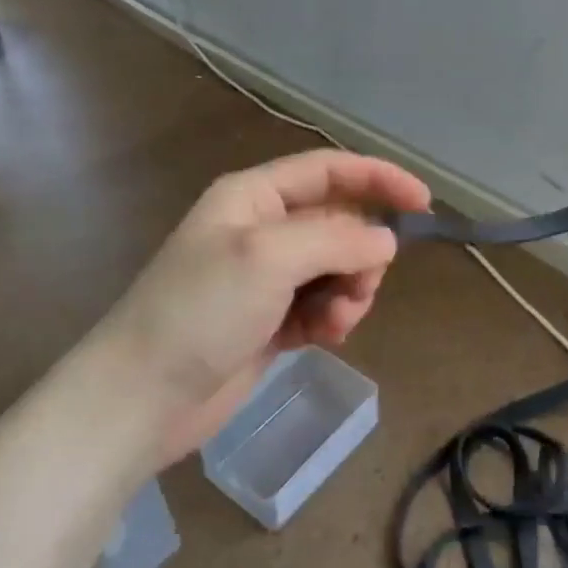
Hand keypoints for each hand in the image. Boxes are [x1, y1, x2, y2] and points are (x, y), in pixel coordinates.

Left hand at [84, 150, 431, 463]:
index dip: (378, 179)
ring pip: (337, 268)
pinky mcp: (270, 319)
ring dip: (349, 292)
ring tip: (334, 323)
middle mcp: (263, 229)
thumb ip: (335, 239)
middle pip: (339, 224)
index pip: (329, 170)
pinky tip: (323, 338)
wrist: (143, 397)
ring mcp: (266, 277)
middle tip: (359, 289)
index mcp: (254, 196)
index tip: (424, 204)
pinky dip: (332, 317)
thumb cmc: (200, 311)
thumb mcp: (269, 258)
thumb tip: (385, 241)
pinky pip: (322, 304)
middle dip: (360, 254)